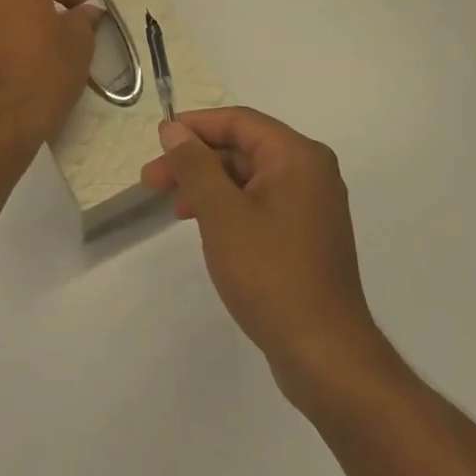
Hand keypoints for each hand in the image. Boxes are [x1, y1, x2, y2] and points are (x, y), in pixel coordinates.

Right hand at [141, 107, 390, 412]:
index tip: (157, 141)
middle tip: (151, 181)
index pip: (239, 121)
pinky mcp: (306, 236)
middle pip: (243, 148)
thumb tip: (174, 130)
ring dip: (207, 185)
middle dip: (195, 161)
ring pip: (248, 177)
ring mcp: (311, 206)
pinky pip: (260, 203)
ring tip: (173, 208)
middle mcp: (310, 172)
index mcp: (298, 157)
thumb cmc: (269, 273)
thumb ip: (194, 165)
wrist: (323, 353)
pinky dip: (228, 207)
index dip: (194, 126)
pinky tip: (204, 226)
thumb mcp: (221, 213)